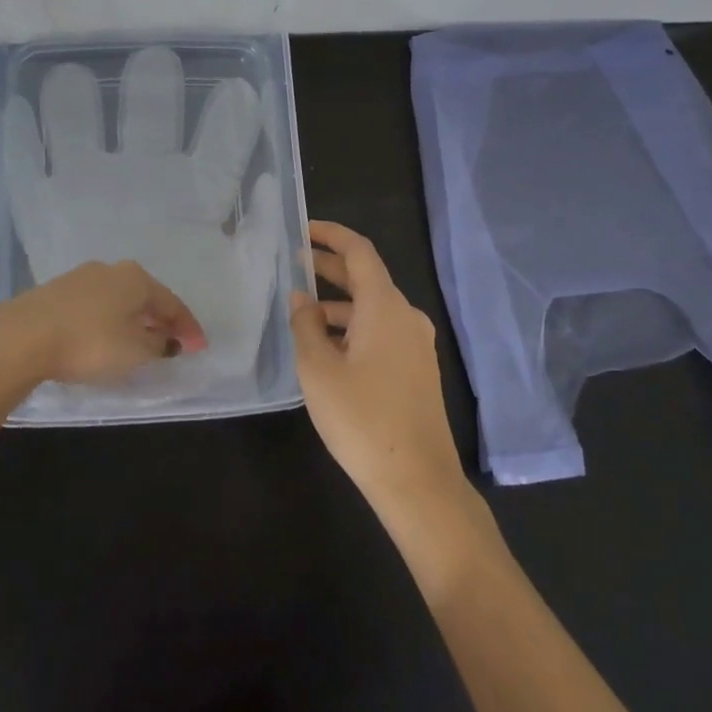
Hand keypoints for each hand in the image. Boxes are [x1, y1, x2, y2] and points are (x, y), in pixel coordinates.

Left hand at [0, 259, 207, 389]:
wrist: (21, 338)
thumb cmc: (89, 343)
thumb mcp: (135, 352)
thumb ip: (157, 345)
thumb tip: (165, 340)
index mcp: (136, 278)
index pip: (172, 303)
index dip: (189, 328)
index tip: (200, 348)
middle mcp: (111, 270)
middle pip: (145, 297)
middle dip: (160, 320)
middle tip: (172, 343)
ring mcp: (79, 278)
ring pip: (118, 301)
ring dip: (133, 321)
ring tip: (138, 343)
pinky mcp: (54, 293)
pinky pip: (94, 307)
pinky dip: (107, 322)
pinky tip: (103, 338)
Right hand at [290, 221, 465, 509]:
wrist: (417, 481)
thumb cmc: (361, 419)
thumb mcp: (318, 369)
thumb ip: (305, 325)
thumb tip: (301, 298)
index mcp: (385, 307)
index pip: (359, 251)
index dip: (331, 235)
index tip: (303, 230)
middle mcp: (406, 316)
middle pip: (366, 278)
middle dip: (329, 268)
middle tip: (294, 265)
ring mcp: (416, 344)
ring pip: (372, 309)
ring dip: (338, 305)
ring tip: (301, 316)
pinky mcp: (417, 369)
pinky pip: (382, 332)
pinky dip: (354, 328)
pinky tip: (328, 349)